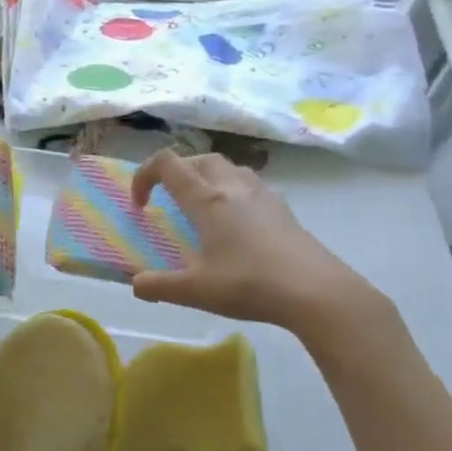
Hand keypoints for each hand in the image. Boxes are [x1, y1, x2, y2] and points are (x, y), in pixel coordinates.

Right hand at [130, 150, 388, 343]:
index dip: (145, 175)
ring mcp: (263, 195)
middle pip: (199, 159)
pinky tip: (237, 222)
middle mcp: (233, 187)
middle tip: (169, 200)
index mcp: (207, 200)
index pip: (168, 165)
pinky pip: (250, 185)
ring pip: (228, 167)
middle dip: (176, 172)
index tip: (140, 204)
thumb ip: (159, 286)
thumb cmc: (250, 284)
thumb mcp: (196, 291)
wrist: (316, 291)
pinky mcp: (283, 209)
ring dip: (207, 177)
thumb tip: (136, 285)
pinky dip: (233, 191)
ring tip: (202, 206)